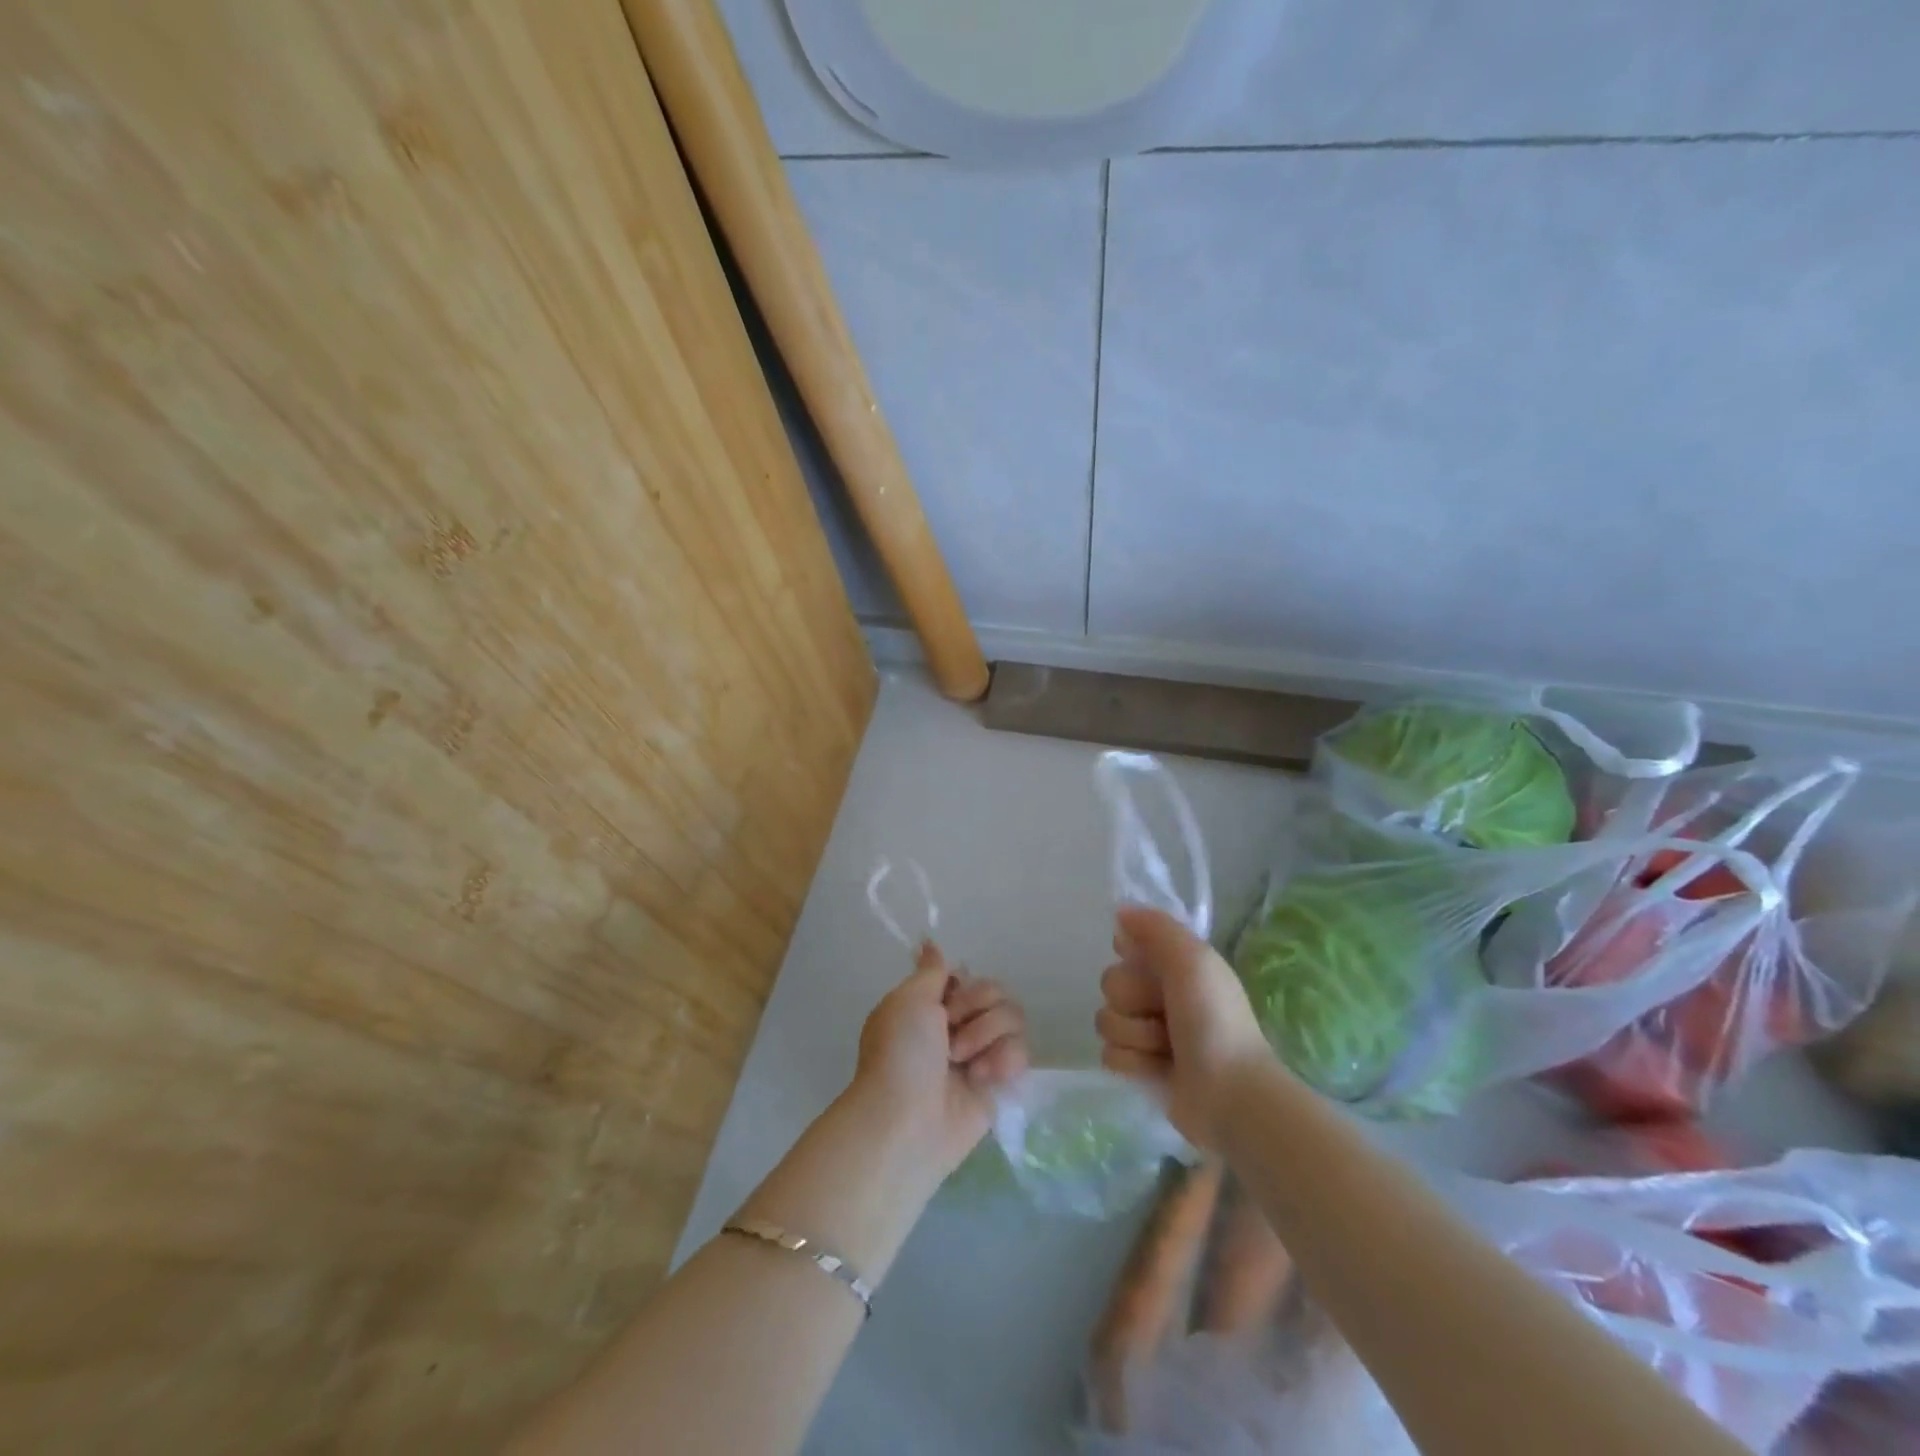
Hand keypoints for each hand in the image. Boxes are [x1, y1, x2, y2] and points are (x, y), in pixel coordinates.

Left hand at [853, 941, 1028, 1177]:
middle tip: (952, 1034)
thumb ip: (930, 970)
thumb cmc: (901, 1054)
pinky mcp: (1000, 1083)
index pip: (967, 977)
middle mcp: (958, 1027)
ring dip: (988, 1035)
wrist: (908, 1121)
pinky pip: (1021, 1052)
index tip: (947, 999)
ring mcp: (981, 1054)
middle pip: (996, 992)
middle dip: (977, 1008)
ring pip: (1013, 1018)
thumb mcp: (908, 999)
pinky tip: (983, 1078)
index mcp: (932, 1006)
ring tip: (964, 1061)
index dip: (962, 986)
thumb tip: (928, 941)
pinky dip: (1004, 1061)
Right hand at [1095, 905, 1272, 1149]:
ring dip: (1135, 1035)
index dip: (1132, 957)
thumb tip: (1120, 912)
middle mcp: (1159, 994)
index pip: (1127, 946)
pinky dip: (1132, 1062)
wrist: (1231, 1094)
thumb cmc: (1214, 1021)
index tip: (1147, 967)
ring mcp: (1148, 1033)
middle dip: (1133, 1001)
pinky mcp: (1140, 1067)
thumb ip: (1156, 928)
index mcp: (1175, 966)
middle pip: (1110, 983)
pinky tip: (1157, 1069)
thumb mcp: (1193, 960)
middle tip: (1165, 1015)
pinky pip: (1109, 1054)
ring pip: (1106, 1020)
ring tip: (1166, 1048)